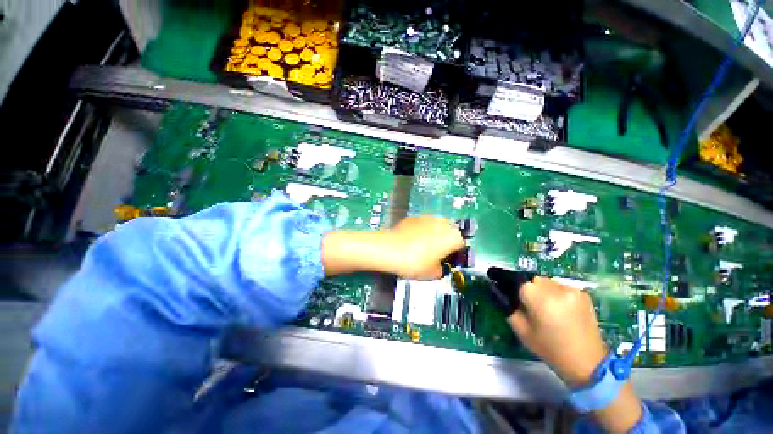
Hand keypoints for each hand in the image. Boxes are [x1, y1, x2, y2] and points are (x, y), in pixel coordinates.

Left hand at [383, 216, 464, 279]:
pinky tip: (413, 240)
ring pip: (437, 226)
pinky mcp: (415, 217)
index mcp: (453, 237)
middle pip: (450, 232)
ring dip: (435, 234)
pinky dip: (422, 230)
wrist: (390, 249)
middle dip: (446, 241)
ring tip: (424, 246)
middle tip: (437, 253)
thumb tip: (440, 268)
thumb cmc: (415, 262)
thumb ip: (442, 270)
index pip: (462, 245)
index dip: (456, 254)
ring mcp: (428, 217)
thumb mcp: (432, 273)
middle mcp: (443, 223)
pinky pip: (424, 224)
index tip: (449, 260)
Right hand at [507, 277, 643, 431]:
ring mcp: (571, 289)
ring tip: (548, 308)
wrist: (587, 362)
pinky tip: (561, 309)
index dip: (513, 288)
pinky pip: (561, 287)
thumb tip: (498, 290)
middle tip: (531, 306)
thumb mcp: (521, 330)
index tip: (509, 293)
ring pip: (546, 282)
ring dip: (543, 290)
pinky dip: (557, 294)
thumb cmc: (549, 348)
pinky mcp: (583, 293)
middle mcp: (554, 288)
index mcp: (537, 297)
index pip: (517, 281)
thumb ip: (508, 307)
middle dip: (529, 289)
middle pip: (532, 280)